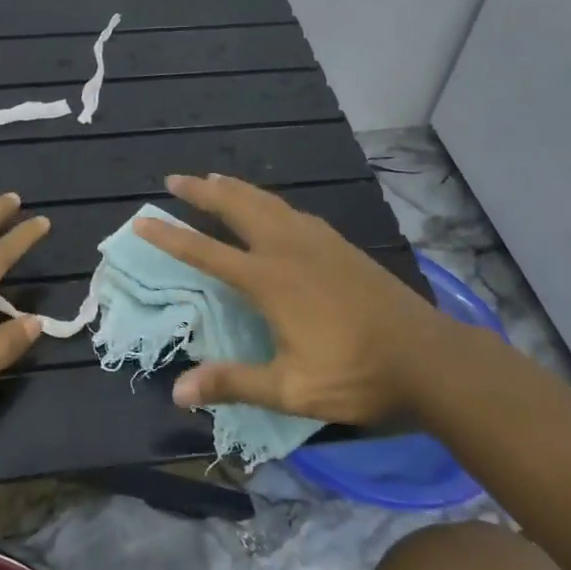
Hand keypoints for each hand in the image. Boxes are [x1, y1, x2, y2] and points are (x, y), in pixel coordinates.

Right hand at [134, 174, 473, 424]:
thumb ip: (234, 383)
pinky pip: (293, 212)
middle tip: (174, 178)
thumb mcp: (291, 389)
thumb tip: (178, 391)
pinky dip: (269, 202)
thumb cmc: (355, 374)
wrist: (428, 357)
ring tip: (214, 180)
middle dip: (201, 192)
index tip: (142, 220)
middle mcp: (288, 249)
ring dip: (235, 190)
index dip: (170, 237)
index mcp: (269, 280)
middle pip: (236, 208)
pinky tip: (273, 208)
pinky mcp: (340, 245)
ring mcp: (318, 242)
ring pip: (267, 203)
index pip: (207, 252)